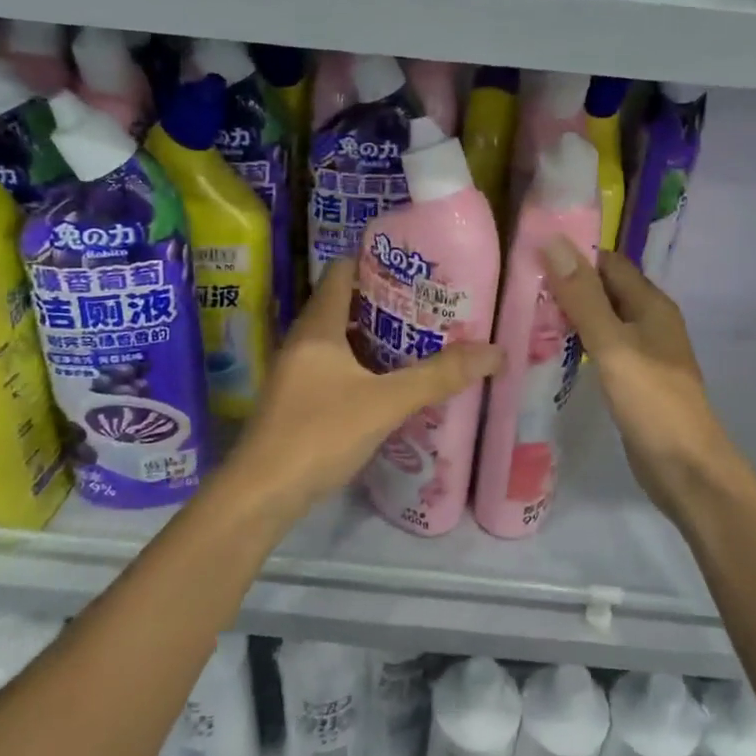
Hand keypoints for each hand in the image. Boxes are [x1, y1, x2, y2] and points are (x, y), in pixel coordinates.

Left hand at [220, 258, 501, 522]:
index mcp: (318, 327)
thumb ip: (437, 377)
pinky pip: (336, 368)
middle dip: (386, 302)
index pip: (342, 271)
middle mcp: (303, 341)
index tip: (415, 265)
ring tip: (421, 339)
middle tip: (431, 304)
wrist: (261, 495)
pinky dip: (364, 366)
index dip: (375, 261)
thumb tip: (495, 352)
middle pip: (345, 304)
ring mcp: (297, 373)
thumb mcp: (385, 403)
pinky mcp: (298, 401)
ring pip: (341, 340)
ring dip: (377, 337)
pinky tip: (392, 383)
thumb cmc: (319, 434)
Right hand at [539, 241, 736, 523]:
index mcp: (650, 304)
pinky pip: (601, 348)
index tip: (529, 252)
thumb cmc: (652, 402)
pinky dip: (576, 343)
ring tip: (522, 312)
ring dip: (569, 314)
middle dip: (566, 284)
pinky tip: (548, 351)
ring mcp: (642, 352)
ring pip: (601, 320)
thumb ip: (583, 297)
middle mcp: (649, 321)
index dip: (573, 253)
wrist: (686, 469)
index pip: (608, 262)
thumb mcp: (613, 345)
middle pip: (604, 289)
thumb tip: (554, 241)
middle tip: (516, 285)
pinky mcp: (632, 379)